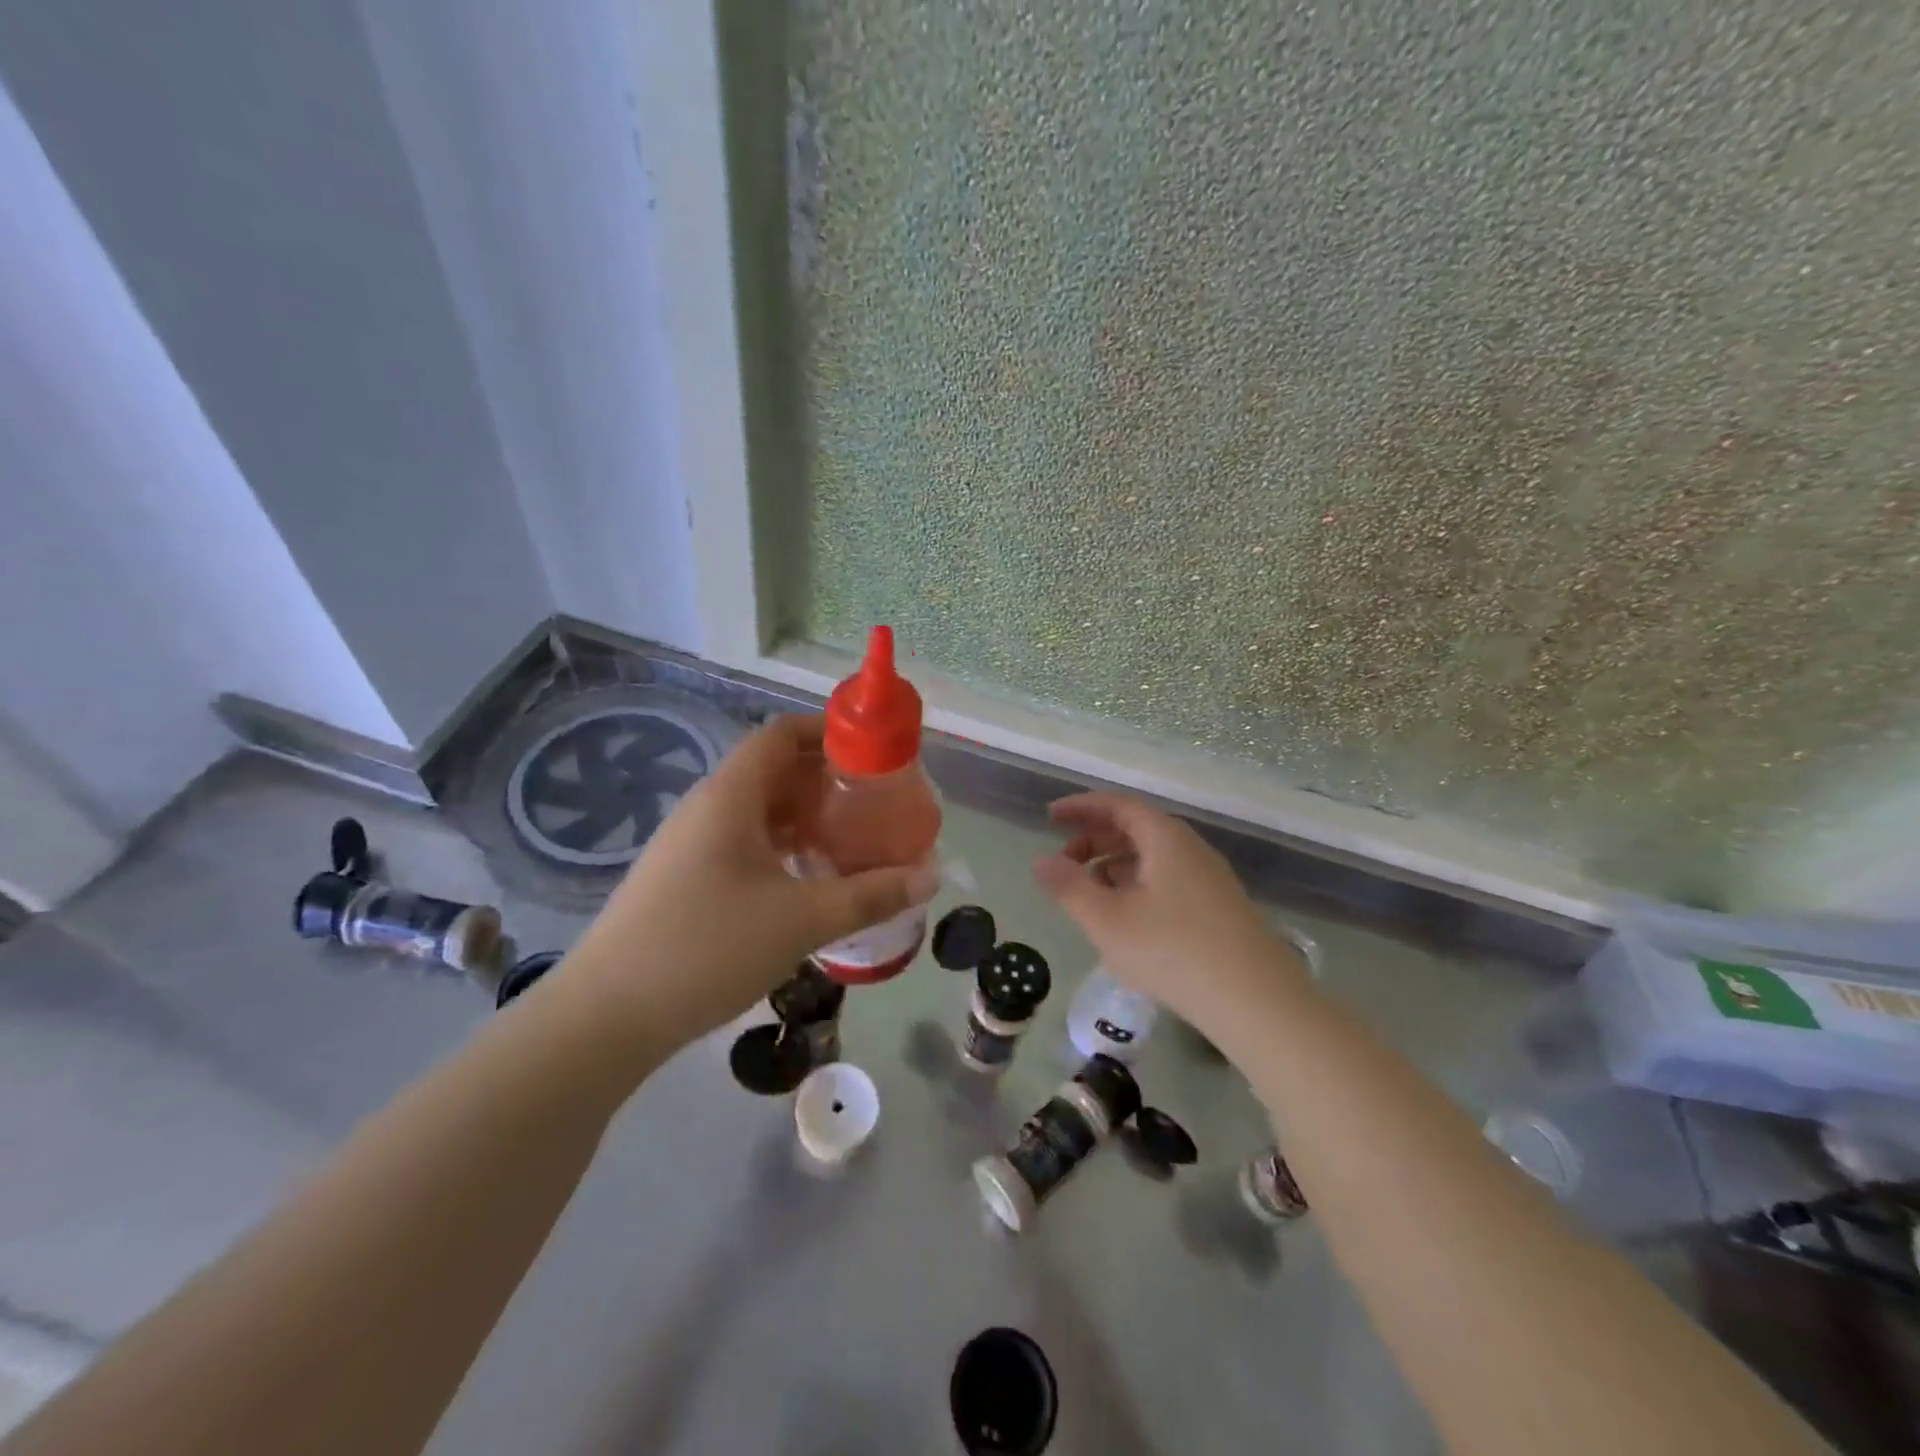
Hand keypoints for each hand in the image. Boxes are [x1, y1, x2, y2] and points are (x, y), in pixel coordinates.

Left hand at [555, 715, 937, 1054]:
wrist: (605, 1017)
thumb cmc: (707, 948)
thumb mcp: (801, 920)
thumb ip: (870, 895)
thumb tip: (930, 877)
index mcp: (730, 796)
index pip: (781, 734)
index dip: (827, 733)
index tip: (873, 754)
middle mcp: (707, 807)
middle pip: (773, 770)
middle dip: (826, 781)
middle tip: (873, 804)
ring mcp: (690, 844)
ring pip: (757, 810)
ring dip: (804, 817)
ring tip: (850, 841)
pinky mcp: (684, 878)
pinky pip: (742, 842)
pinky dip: (780, 847)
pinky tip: (806, 880)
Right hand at [1033, 793, 1303, 1032]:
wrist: (1257, 1002)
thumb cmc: (1173, 951)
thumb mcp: (1107, 920)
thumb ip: (1069, 887)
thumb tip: (1041, 861)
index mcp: (1165, 838)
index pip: (1117, 805)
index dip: (1081, 807)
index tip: (1049, 817)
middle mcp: (1190, 848)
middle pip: (1136, 829)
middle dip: (1094, 840)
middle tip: (1064, 863)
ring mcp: (1209, 878)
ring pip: (1152, 857)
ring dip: (1115, 866)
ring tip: (1089, 894)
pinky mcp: (1219, 908)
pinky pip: (1168, 880)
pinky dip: (1137, 885)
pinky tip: (1126, 919)